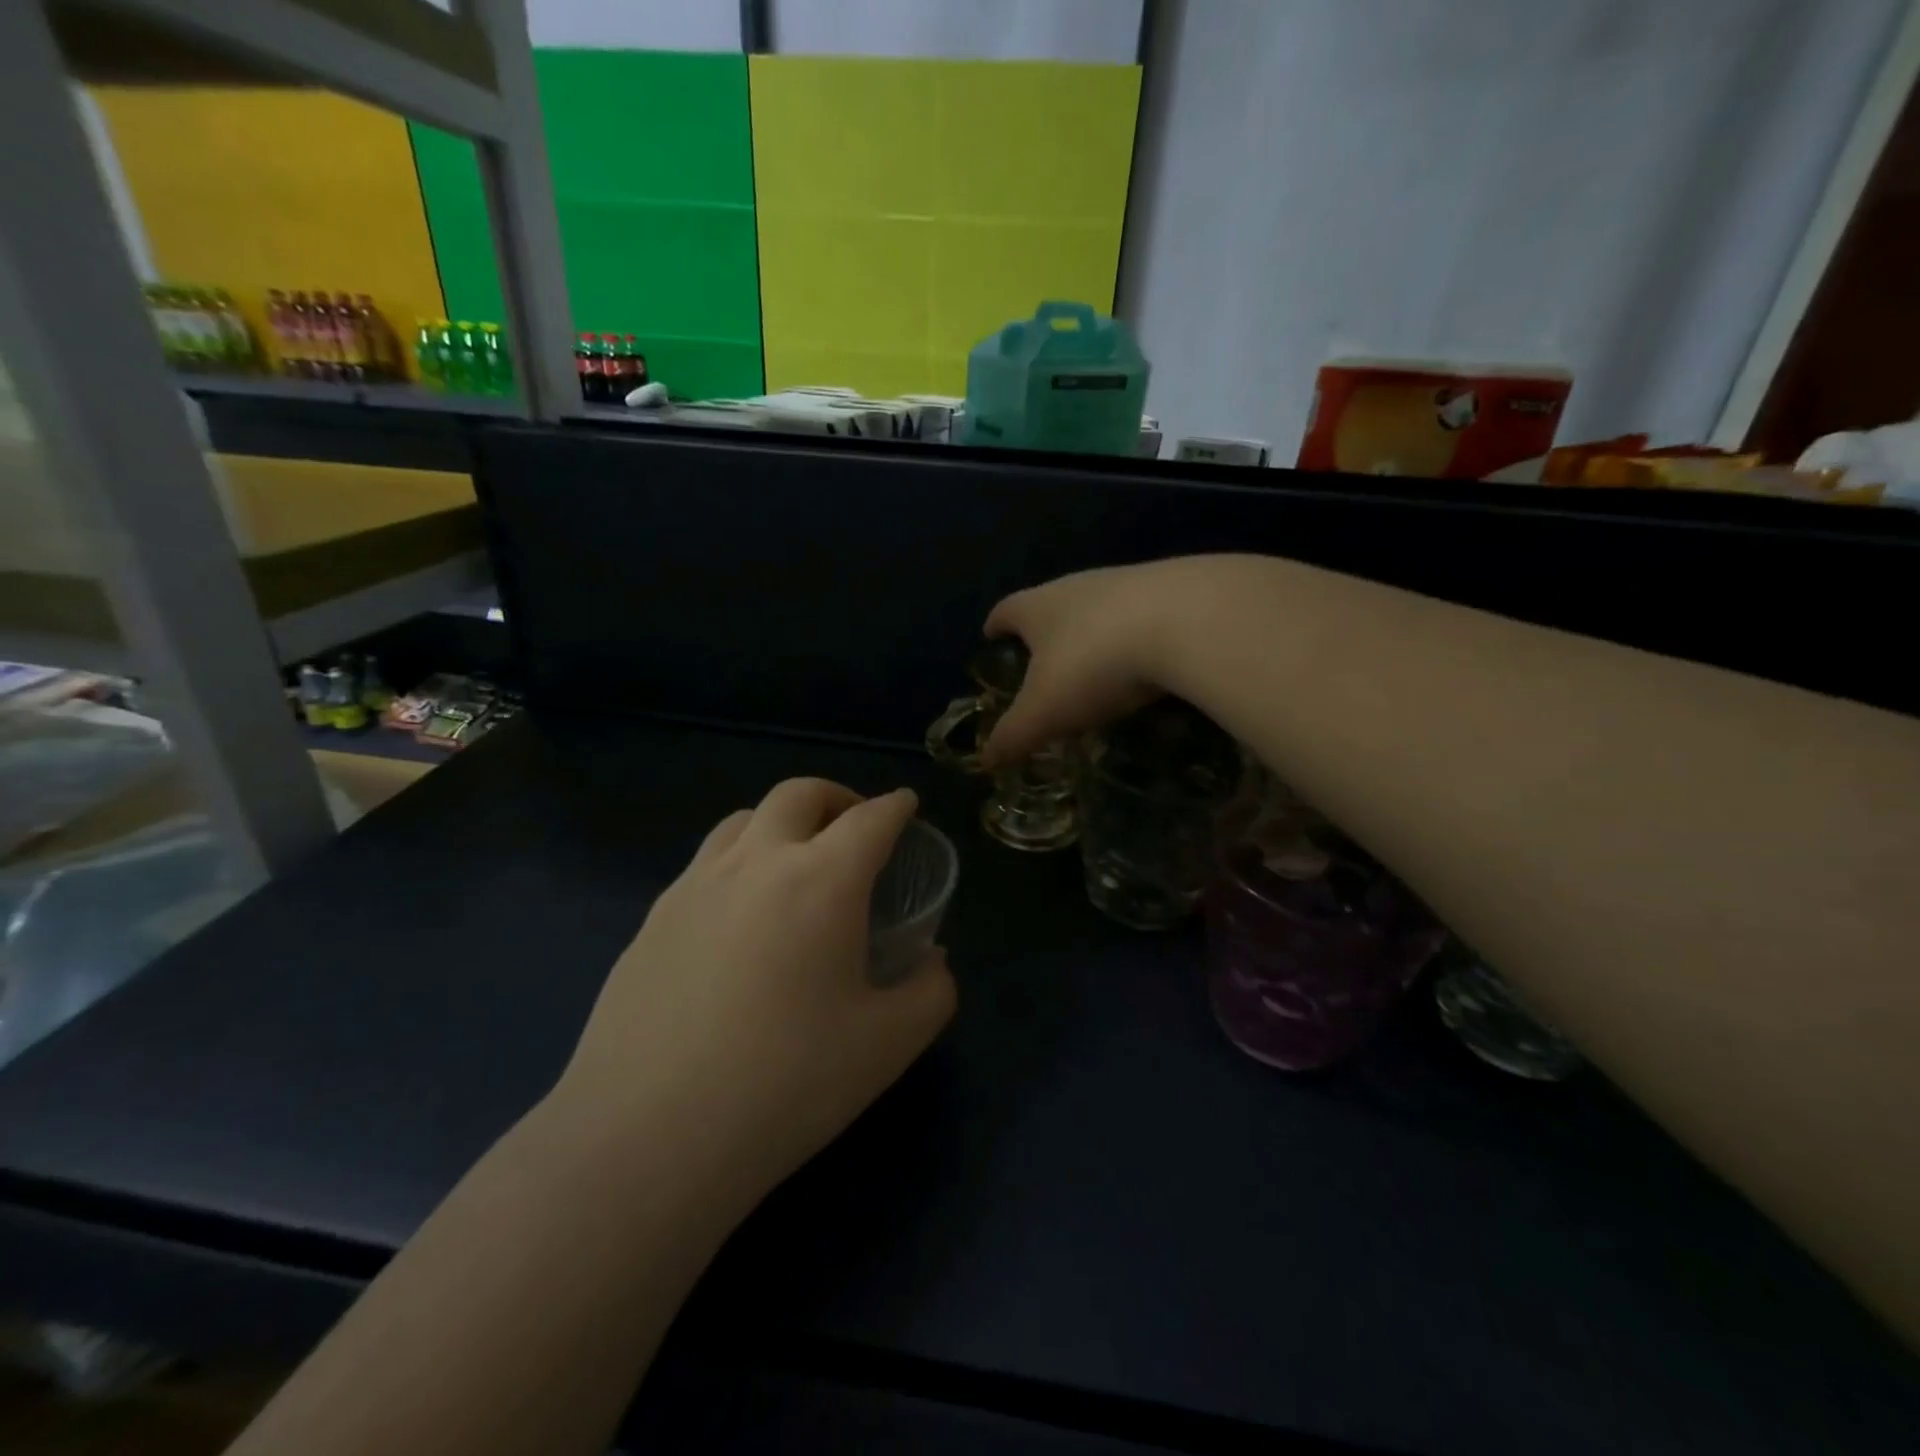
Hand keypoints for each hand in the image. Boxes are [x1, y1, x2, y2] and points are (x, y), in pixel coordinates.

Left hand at [556, 779, 955, 1206]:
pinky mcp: (652, 919)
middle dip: (837, 797)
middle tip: (855, 826)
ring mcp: (695, 886)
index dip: (895, 807)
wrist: (647, 1137)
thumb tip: (932, 962)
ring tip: (796, 861)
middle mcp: (756, 864)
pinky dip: (739, 862)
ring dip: (781, 822)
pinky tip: (740, 916)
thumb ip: (931, 992)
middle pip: (799, 795)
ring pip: (744, 819)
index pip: (869, 820)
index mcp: (821, 881)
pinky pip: (705, 863)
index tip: (906, 805)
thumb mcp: (888, 1045)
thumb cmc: (786, 1084)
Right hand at [981, 562, 1183, 767]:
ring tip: (1097, 666)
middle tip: (1043, 660)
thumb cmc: (1094, 664)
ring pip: (1101, 608)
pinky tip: (1148, 663)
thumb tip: (986, 760)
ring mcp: (1130, 583)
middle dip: (1045, 631)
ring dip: (1094, 633)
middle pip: (1052, 603)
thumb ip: (1013, 735)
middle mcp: (1080, 586)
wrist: (1188, 621)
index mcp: (1039, 607)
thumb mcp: (1044, 712)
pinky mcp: (1176, 590)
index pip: (1006, 610)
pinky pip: (1145, 616)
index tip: (990, 634)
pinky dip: (1138, 637)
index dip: (996, 625)